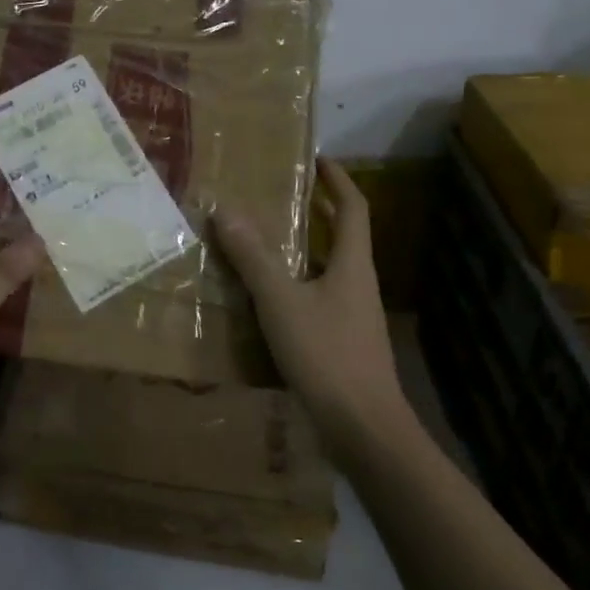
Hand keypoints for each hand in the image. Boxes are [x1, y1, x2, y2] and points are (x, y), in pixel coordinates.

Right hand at [212, 157, 405, 439]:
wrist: (364, 430)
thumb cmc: (326, 355)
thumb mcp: (281, 301)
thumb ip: (253, 257)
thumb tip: (225, 210)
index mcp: (352, 265)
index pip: (353, 208)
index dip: (338, 180)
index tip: (317, 159)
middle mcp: (357, 284)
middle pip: (341, 236)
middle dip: (316, 212)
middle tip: (280, 194)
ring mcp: (353, 316)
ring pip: (327, 269)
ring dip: (301, 250)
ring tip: (262, 240)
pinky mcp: (343, 343)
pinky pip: (317, 298)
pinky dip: (295, 285)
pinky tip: (266, 298)